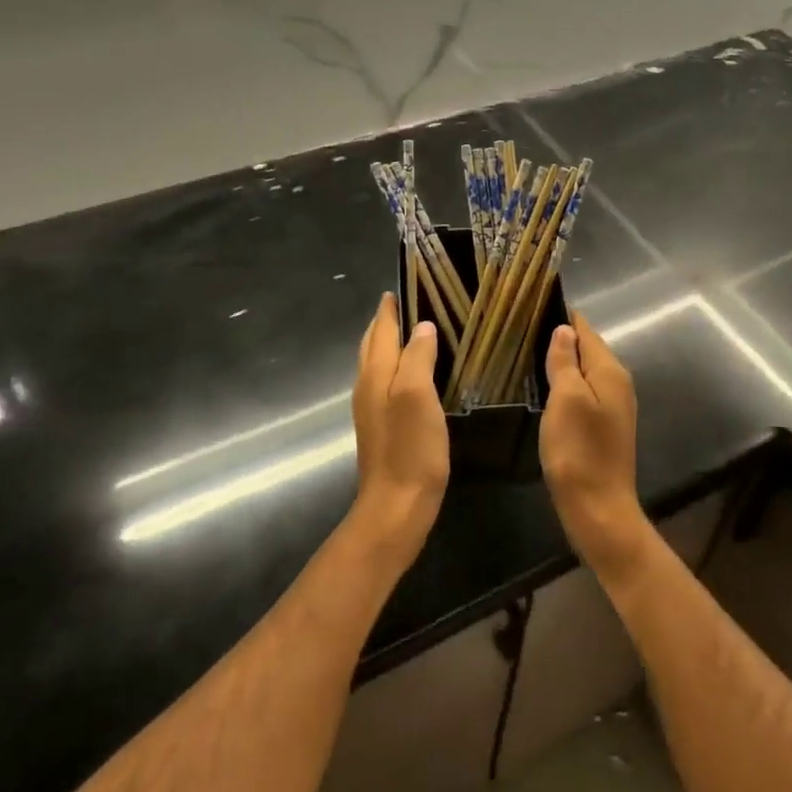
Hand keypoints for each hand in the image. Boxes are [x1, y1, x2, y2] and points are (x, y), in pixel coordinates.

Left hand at [349, 293, 450, 564]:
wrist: (396, 507)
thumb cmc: (410, 449)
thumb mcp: (417, 396)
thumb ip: (417, 357)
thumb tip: (422, 326)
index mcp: (375, 374)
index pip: (382, 329)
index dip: (391, 306)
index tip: (405, 283)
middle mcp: (368, 386)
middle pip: (374, 343)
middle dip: (388, 320)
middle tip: (413, 301)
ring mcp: (372, 408)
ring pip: (378, 362)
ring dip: (392, 342)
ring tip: (417, 329)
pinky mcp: (383, 426)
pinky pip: (387, 381)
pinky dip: (398, 365)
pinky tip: (417, 372)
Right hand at [540, 313, 649, 577]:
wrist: (599, 509)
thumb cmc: (579, 451)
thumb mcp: (566, 399)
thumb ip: (565, 361)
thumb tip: (564, 329)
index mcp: (610, 371)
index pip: (585, 329)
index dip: (561, 316)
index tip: (531, 306)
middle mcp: (617, 382)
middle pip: (587, 348)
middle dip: (559, 337)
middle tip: (521, 329)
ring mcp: (614, 406)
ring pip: (585, 371)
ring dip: (561, 361)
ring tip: (527, 353)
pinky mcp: (605, 426)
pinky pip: (584, 391)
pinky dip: (566, 384)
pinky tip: (545, 388)